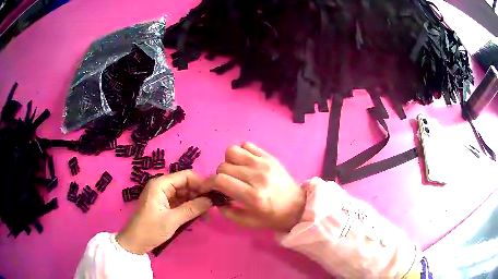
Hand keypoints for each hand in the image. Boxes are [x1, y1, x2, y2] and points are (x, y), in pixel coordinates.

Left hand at [116, 170, 211, 253]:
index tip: (214, 194)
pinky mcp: (165, 205)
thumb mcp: (172, 220)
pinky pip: (181, 202)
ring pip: (185, 193)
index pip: (186, 176)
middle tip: (213, 206)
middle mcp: (162, 186)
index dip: (201, 183)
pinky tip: (199, 215)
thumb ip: (192, 208)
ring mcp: (163, 196)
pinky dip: (190, 207)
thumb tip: (211, 200)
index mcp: (161, 184)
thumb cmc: (151, 229)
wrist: (135, 243)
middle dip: (200, 193)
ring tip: (208, 213)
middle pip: (186, 184)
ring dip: (196, 201)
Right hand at [208, 142, 305, 231]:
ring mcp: (264, 163)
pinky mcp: (269, 156)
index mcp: (252, 196)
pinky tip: (245, 164)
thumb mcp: (249, 222)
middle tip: (225, 184)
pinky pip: (247, 145)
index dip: (208, 183)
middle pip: (224, 165)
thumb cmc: (273, 217)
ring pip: (232, 151)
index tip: (207, 188)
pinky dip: (241, 153)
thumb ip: (228, 212)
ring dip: (228, 161)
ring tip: (235, 172)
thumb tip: (215, 199)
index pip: (220, 180)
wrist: (298, 206)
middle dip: (219, 175)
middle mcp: (257, 176)